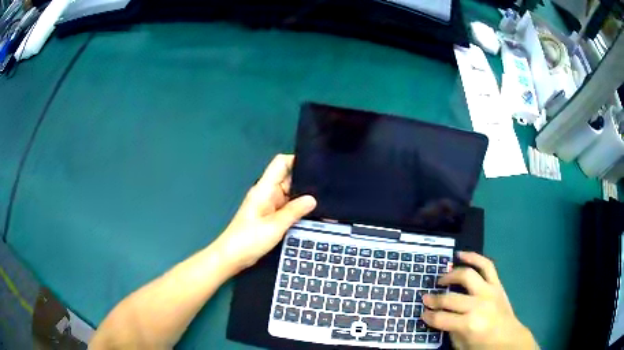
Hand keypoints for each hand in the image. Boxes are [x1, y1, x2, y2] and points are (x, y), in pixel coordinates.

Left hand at [215, 154, 315, 271]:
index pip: (281, 163)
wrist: (232, 256)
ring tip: (326, 199)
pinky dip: (297, 208)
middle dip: (306, 181)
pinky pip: (287, 207)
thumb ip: (294, 211)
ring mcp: (269, 205)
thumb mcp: (275, 225)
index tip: (316, 165)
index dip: (297, 160)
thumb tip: (313, 199)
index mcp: (265, 188)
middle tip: (328, 186)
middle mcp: (267, 193)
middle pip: (288, 178)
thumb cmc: (249, 239)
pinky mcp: (270, 216)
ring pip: (289, 194)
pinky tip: (313, 213)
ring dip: (303, 196)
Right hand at [422, 252, 538, 349]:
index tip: (422, 313)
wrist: (508, 338)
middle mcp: (478, 305)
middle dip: (434, 299)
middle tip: (425, 298)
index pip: (441, 318)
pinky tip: (460, 255)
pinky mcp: (497, 284)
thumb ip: (449, 329)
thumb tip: (438, 315)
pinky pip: (486, 265)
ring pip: (467, 275)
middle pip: (450, 298)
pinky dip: (473, 257)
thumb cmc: (483, 345)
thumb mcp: (461, 344)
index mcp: (469, 324)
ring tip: (441, 279)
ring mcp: (489, 291)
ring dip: (451, 275)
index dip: (428, 316)